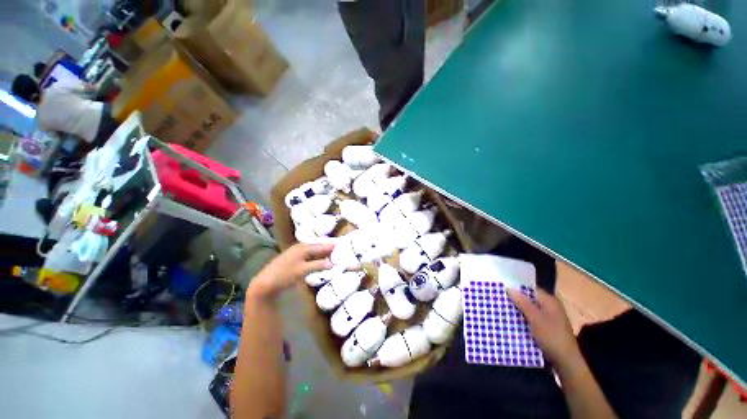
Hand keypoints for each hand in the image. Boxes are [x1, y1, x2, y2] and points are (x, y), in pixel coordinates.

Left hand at [249, 243, 334, 299]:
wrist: (265, 283)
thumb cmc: (284, 275)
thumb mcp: (303, 271)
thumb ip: (318, 265)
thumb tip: (333, 263)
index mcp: (303, 248)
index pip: (321, 246)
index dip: (331, 246)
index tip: (342, 244)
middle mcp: (300, 247)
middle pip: (317, 246)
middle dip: (327, 247)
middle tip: (339, 248)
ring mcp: (296, 253)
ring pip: (313, 250)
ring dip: (322, 252)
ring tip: (332, 253)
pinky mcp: (293, 259)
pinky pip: (309, 254)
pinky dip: (316, 256)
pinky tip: (319, 259)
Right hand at [507, 288, 579, 365]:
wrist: (566, 361)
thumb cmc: (551, 336)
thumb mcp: (535, 317)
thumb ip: (522, 302)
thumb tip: (509, 287)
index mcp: (550, 301)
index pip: (530, 289)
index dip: (517, 289)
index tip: (502, 290)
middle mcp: (551, 307)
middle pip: (530, 300)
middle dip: (516, 301)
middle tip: (500, 301)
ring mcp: (550, 319)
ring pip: (530, 311)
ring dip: (519, 311)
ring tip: (503, 311)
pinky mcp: (547, 329)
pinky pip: (532, 320)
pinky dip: (524, 320)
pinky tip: (513, 323)